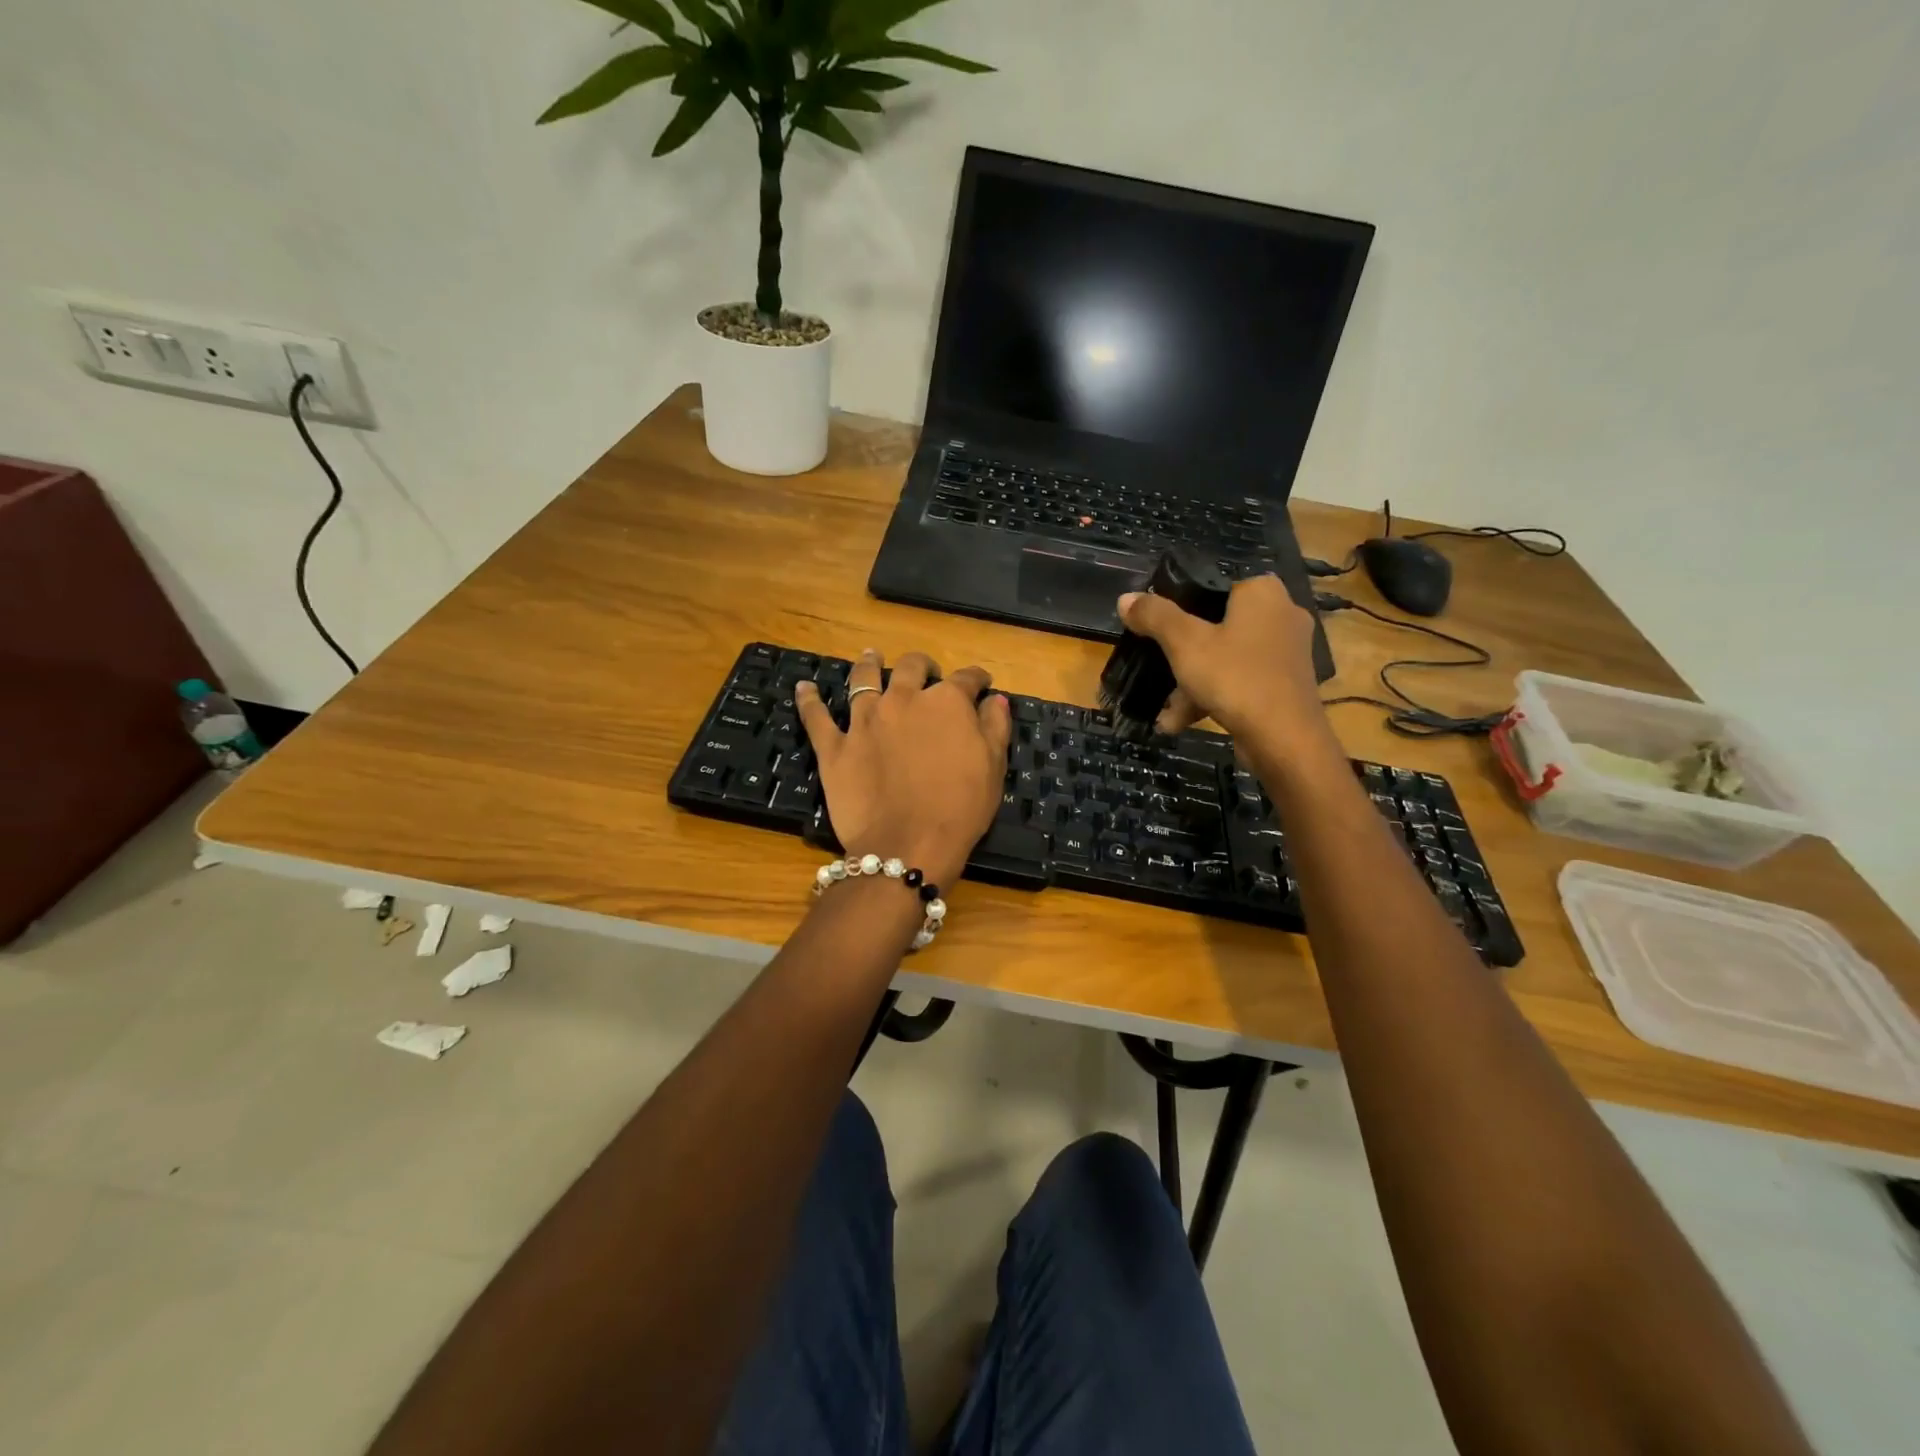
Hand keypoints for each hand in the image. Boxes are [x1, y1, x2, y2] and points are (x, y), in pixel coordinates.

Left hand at [795, 650, 1011, 890]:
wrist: (908, 844)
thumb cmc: (960, 808)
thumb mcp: (992, 767)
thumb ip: (994, 726)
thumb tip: (994, 698)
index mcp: (946, 702)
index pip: (966, 679)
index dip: (976, 679)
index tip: (981, 683)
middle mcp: (903, 699)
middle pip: (911, 668)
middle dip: (922, 665)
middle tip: (925, 669)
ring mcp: (864, 720)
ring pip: (863, 679)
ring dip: (868, 664)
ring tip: (870, 656)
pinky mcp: (834, 746)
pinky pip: (816, 717)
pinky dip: (809, 700)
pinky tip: (804, 687)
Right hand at [1117, 575, 1333, 755]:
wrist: (1285, 740)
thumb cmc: (1235, 677)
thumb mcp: (1184, 643)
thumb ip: (1154, 616)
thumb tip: (1126, 598)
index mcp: (1262, 592)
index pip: (1213, 584)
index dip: (1179, 604)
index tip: (1155, 627)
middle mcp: (1281, 614)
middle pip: (1216, 625)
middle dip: (1181, 655)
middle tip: (1156, 668)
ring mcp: (1286, 652)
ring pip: (1225, 658)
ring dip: (1191, 684)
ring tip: (1165, 712)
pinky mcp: (1286, 684)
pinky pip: (1240, 681)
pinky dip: (1212, 697)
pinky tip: (1180, 722)